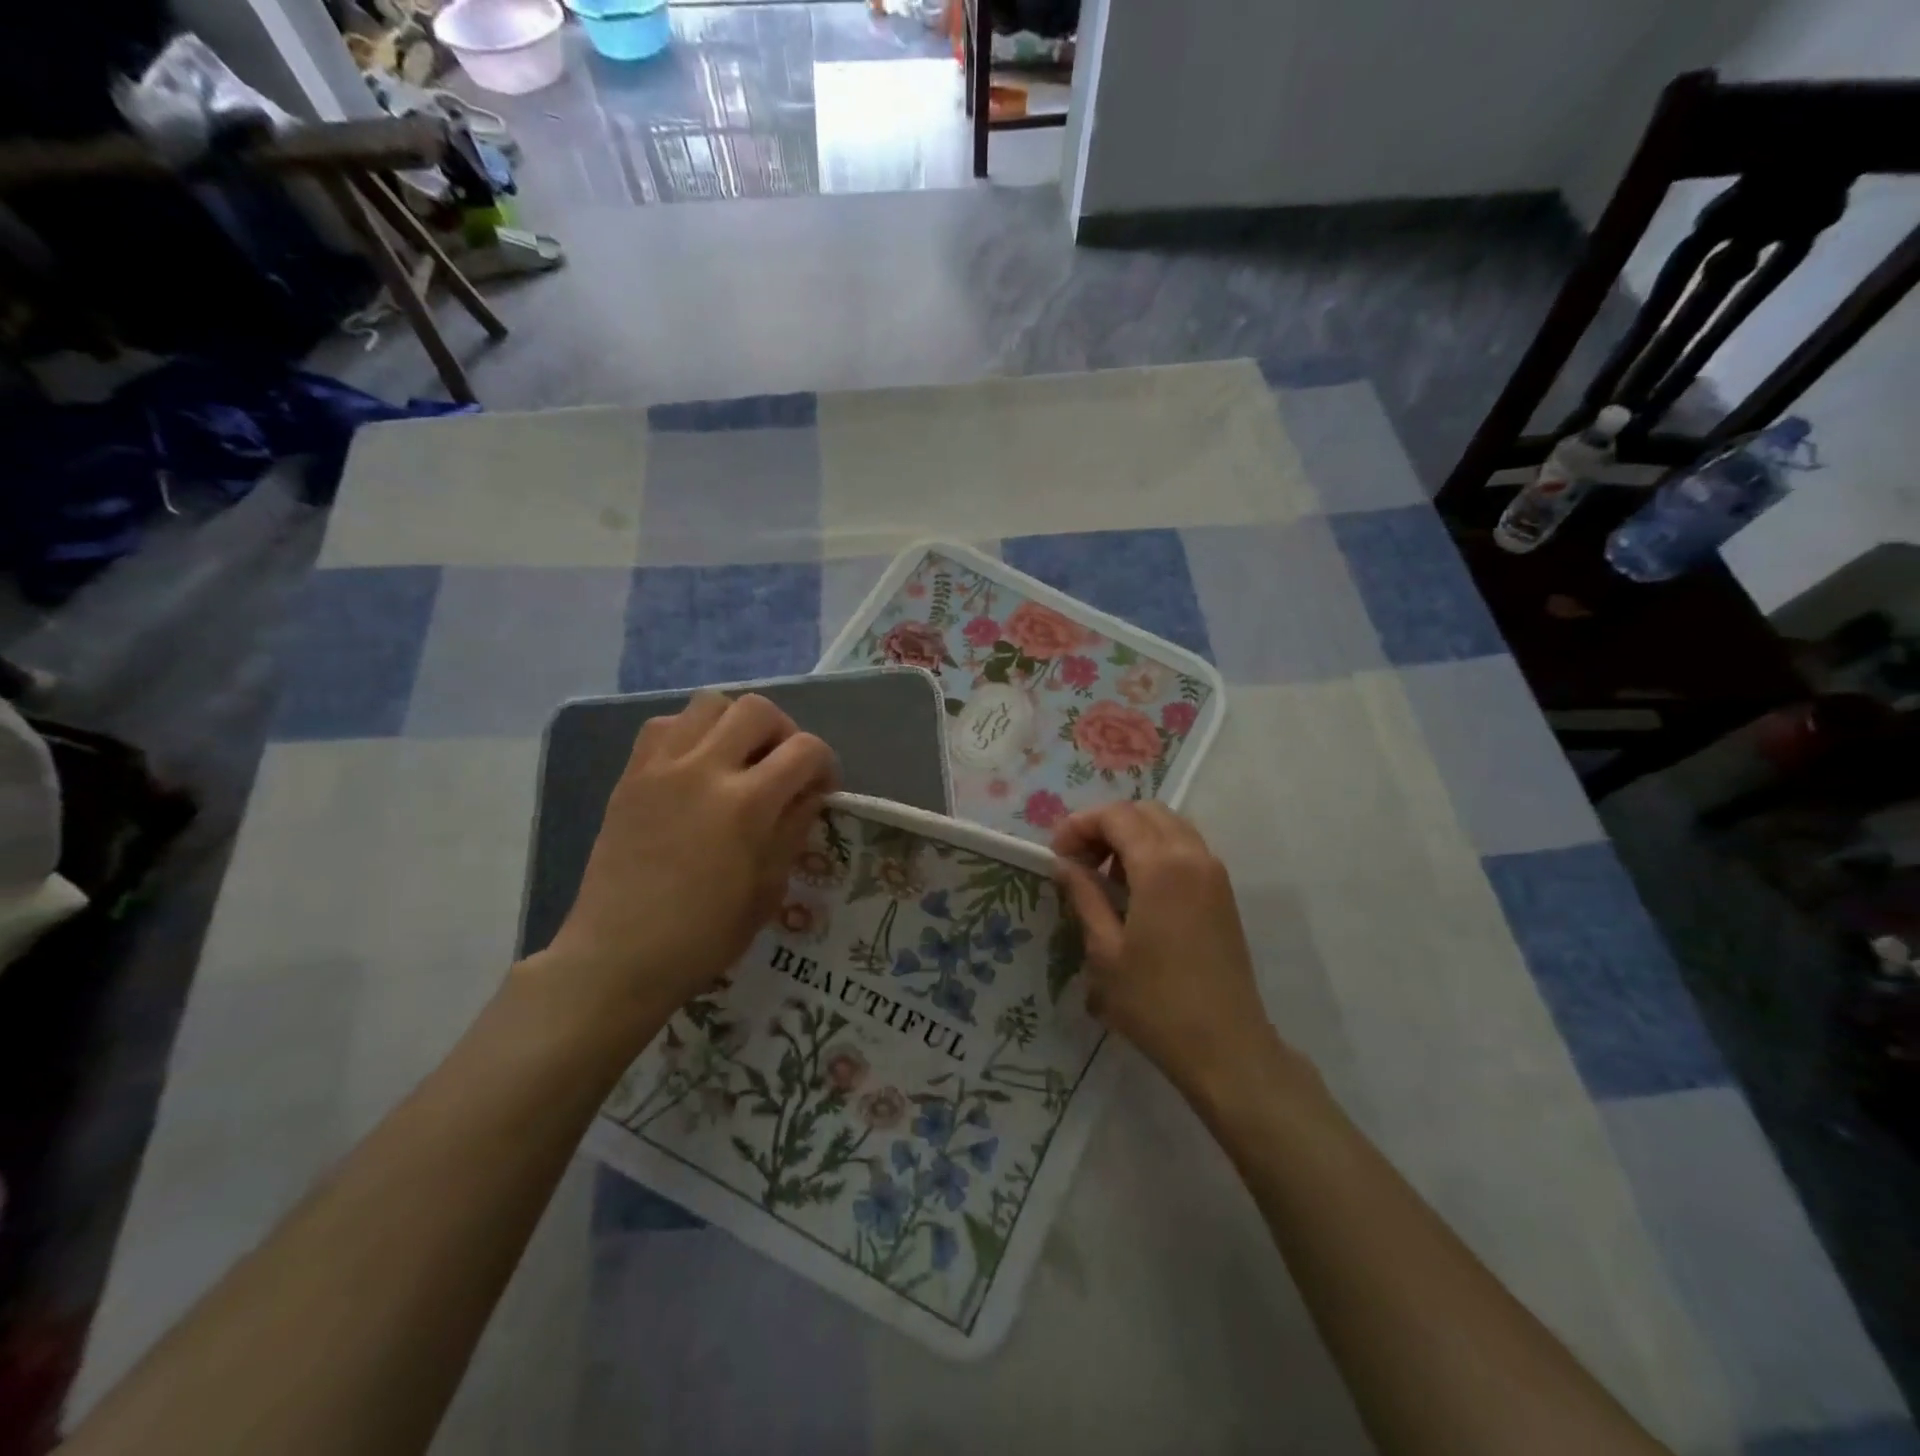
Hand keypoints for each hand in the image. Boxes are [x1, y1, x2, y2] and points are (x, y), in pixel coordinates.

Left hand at [535, 692, 838, 1029]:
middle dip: (784, 731)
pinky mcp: (631, 775)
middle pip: (758, 709)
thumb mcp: (768, 889)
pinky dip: (690, 732)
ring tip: (737, 759)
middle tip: (781, 767)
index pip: (805, 749)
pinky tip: (694, 767)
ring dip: (735, 723)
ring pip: (709, 703)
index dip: (825, 764)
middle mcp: (705, 770)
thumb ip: (793, 828)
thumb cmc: (703, 936)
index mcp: (747, 804)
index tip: (821, 789)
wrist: (618, 955)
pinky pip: (664, 724)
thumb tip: (809, 794)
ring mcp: (661, 767)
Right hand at [1052, 802, 1281, 1093]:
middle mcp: (1193, 855)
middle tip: (1079, 860)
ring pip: (1168, 825)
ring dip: (1132, 835)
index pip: (1116, 816)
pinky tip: (1137, 890)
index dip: (1080, 825)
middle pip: (1144, 811)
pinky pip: (1185, 847)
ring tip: (1105, 876)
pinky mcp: (1223, 892)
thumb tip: (1064, 863)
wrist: (1225, 1046)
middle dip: (1106, 825)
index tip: (1057, 854)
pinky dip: (1156, 850)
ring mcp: (1214, 872)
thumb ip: (1084, 895)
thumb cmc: (1155, 1002)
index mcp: (1161, 865)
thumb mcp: (1104, 950)